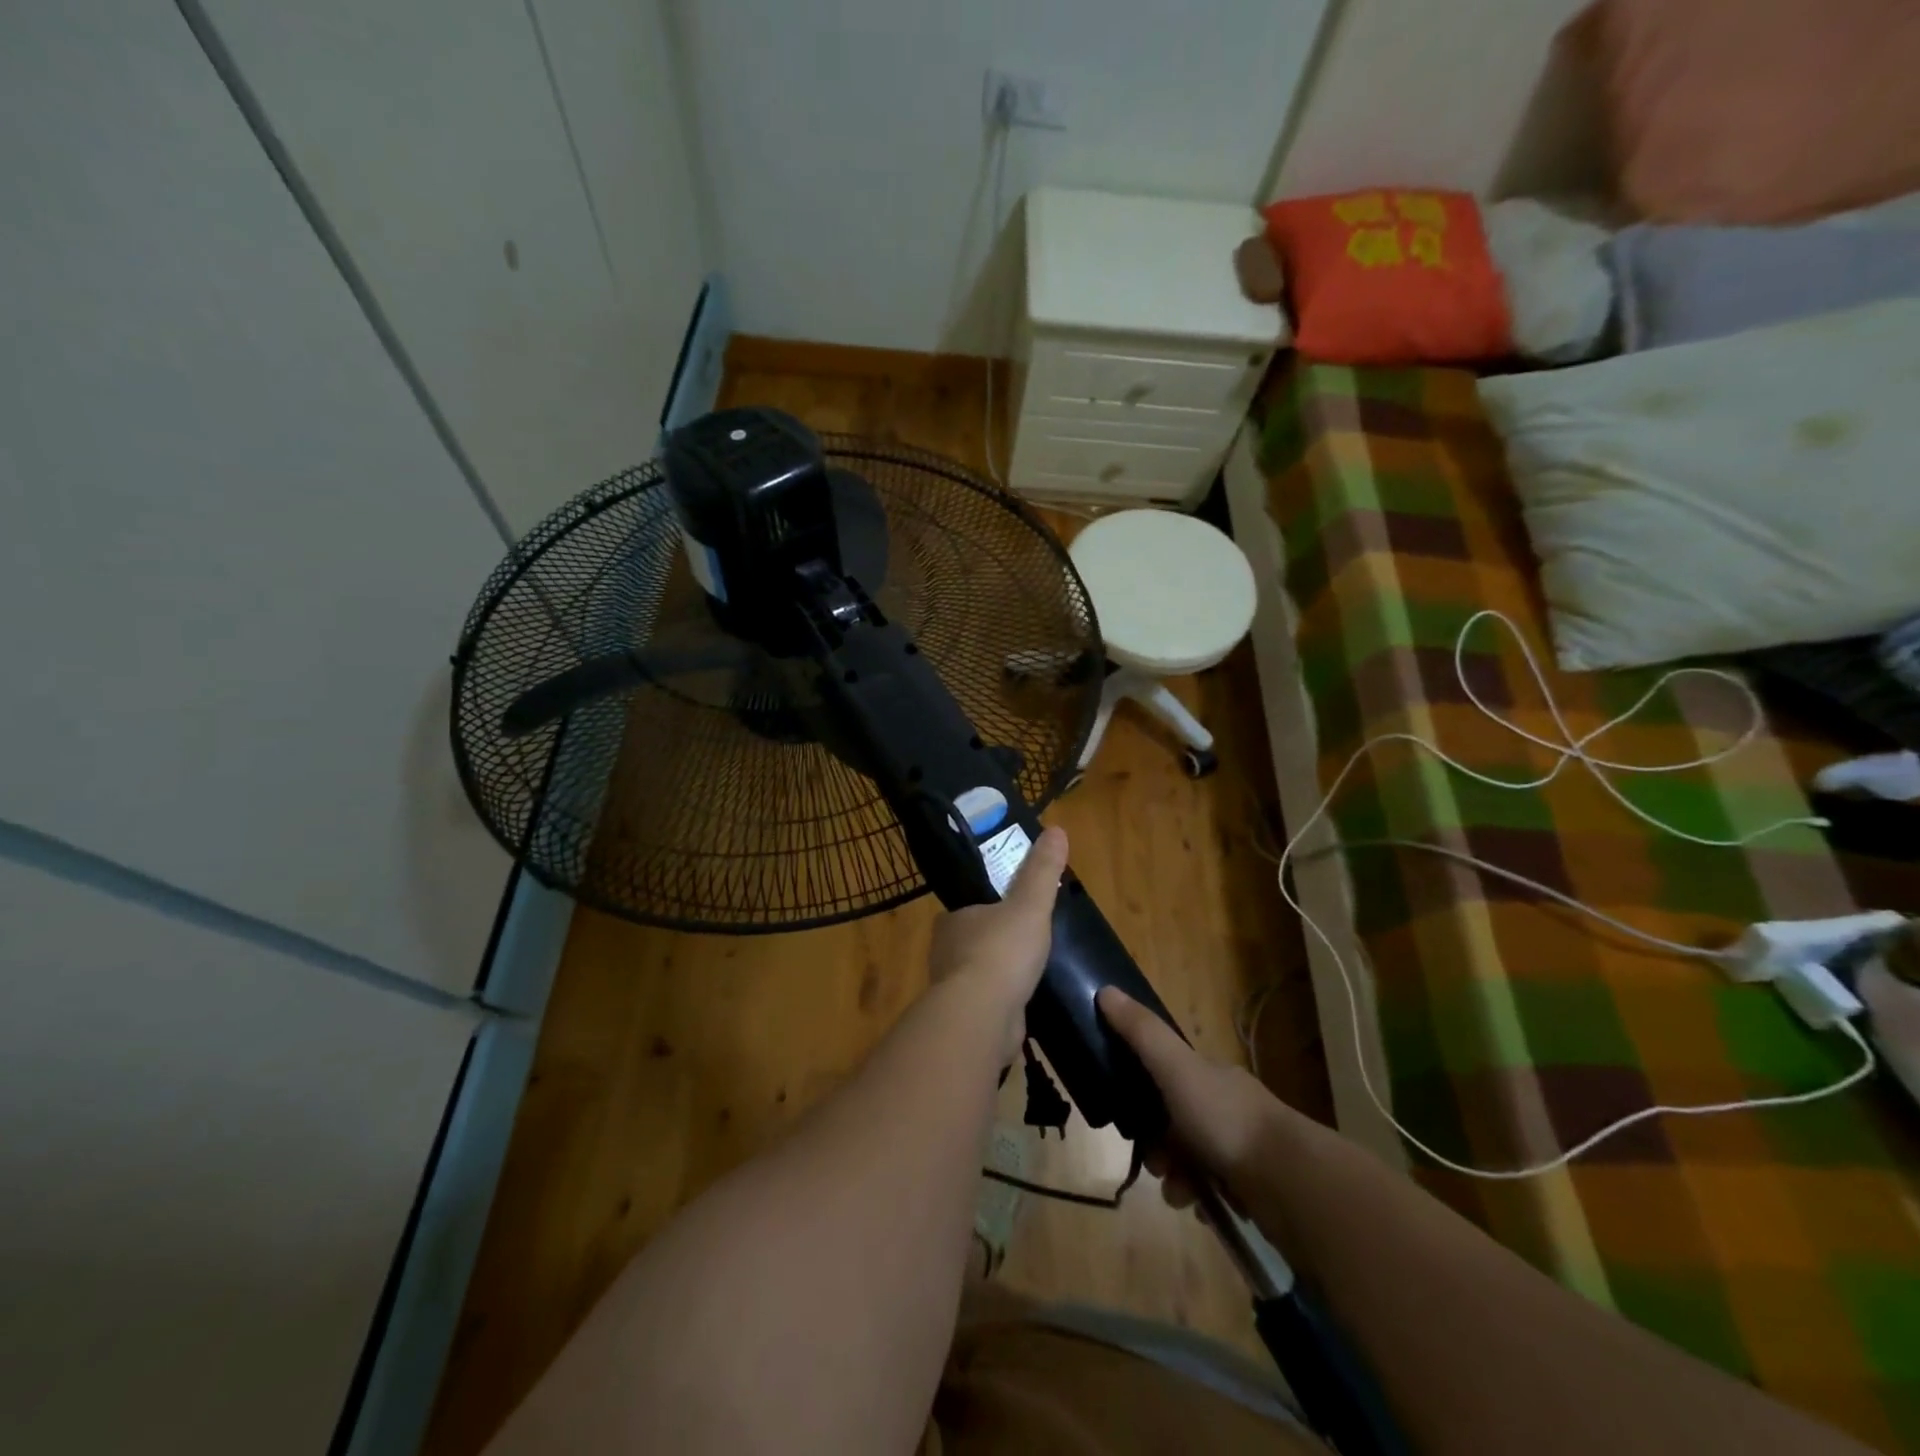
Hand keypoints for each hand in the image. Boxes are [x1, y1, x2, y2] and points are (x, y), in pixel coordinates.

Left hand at [927, 826, 1068, 1061]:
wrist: (983, 1016)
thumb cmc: (1002, 951)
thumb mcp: (1030, 904)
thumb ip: (1042, 871)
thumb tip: (1057, 829)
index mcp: (952, 920)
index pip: (969, 908)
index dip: (990, 908)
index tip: (1014, 912)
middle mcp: (944, 952)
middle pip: (973, 941)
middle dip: (995, 943)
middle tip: (1028, 944)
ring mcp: (952, 989)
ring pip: (977, 975)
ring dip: (998, 976)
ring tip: (1029, 975)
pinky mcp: (964, 1020)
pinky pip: (986, 1005)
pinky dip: (1002, 1004)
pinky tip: (1022, 1006)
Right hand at [1097, 986, 1292, 1213]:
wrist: (1290, 1182)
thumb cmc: (1226, 1119)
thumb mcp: (1176, 1068)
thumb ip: (1141, 1033)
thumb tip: (1104, 990)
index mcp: (1210, 1076)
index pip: (1167, 1077)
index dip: (1142, 1096)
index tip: (1129, 1119)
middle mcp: (1227, 1108)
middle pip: (1176, 1124)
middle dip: (1158, 1147)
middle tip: (1157, 1164)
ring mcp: (1243, 1149)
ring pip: (1193, 1161)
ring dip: (1177, 1178)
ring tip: (1180, 1193)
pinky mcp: (1254, 1190)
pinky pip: (1215, 1193)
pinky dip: (1203, 1200)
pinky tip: (1201, 1209)